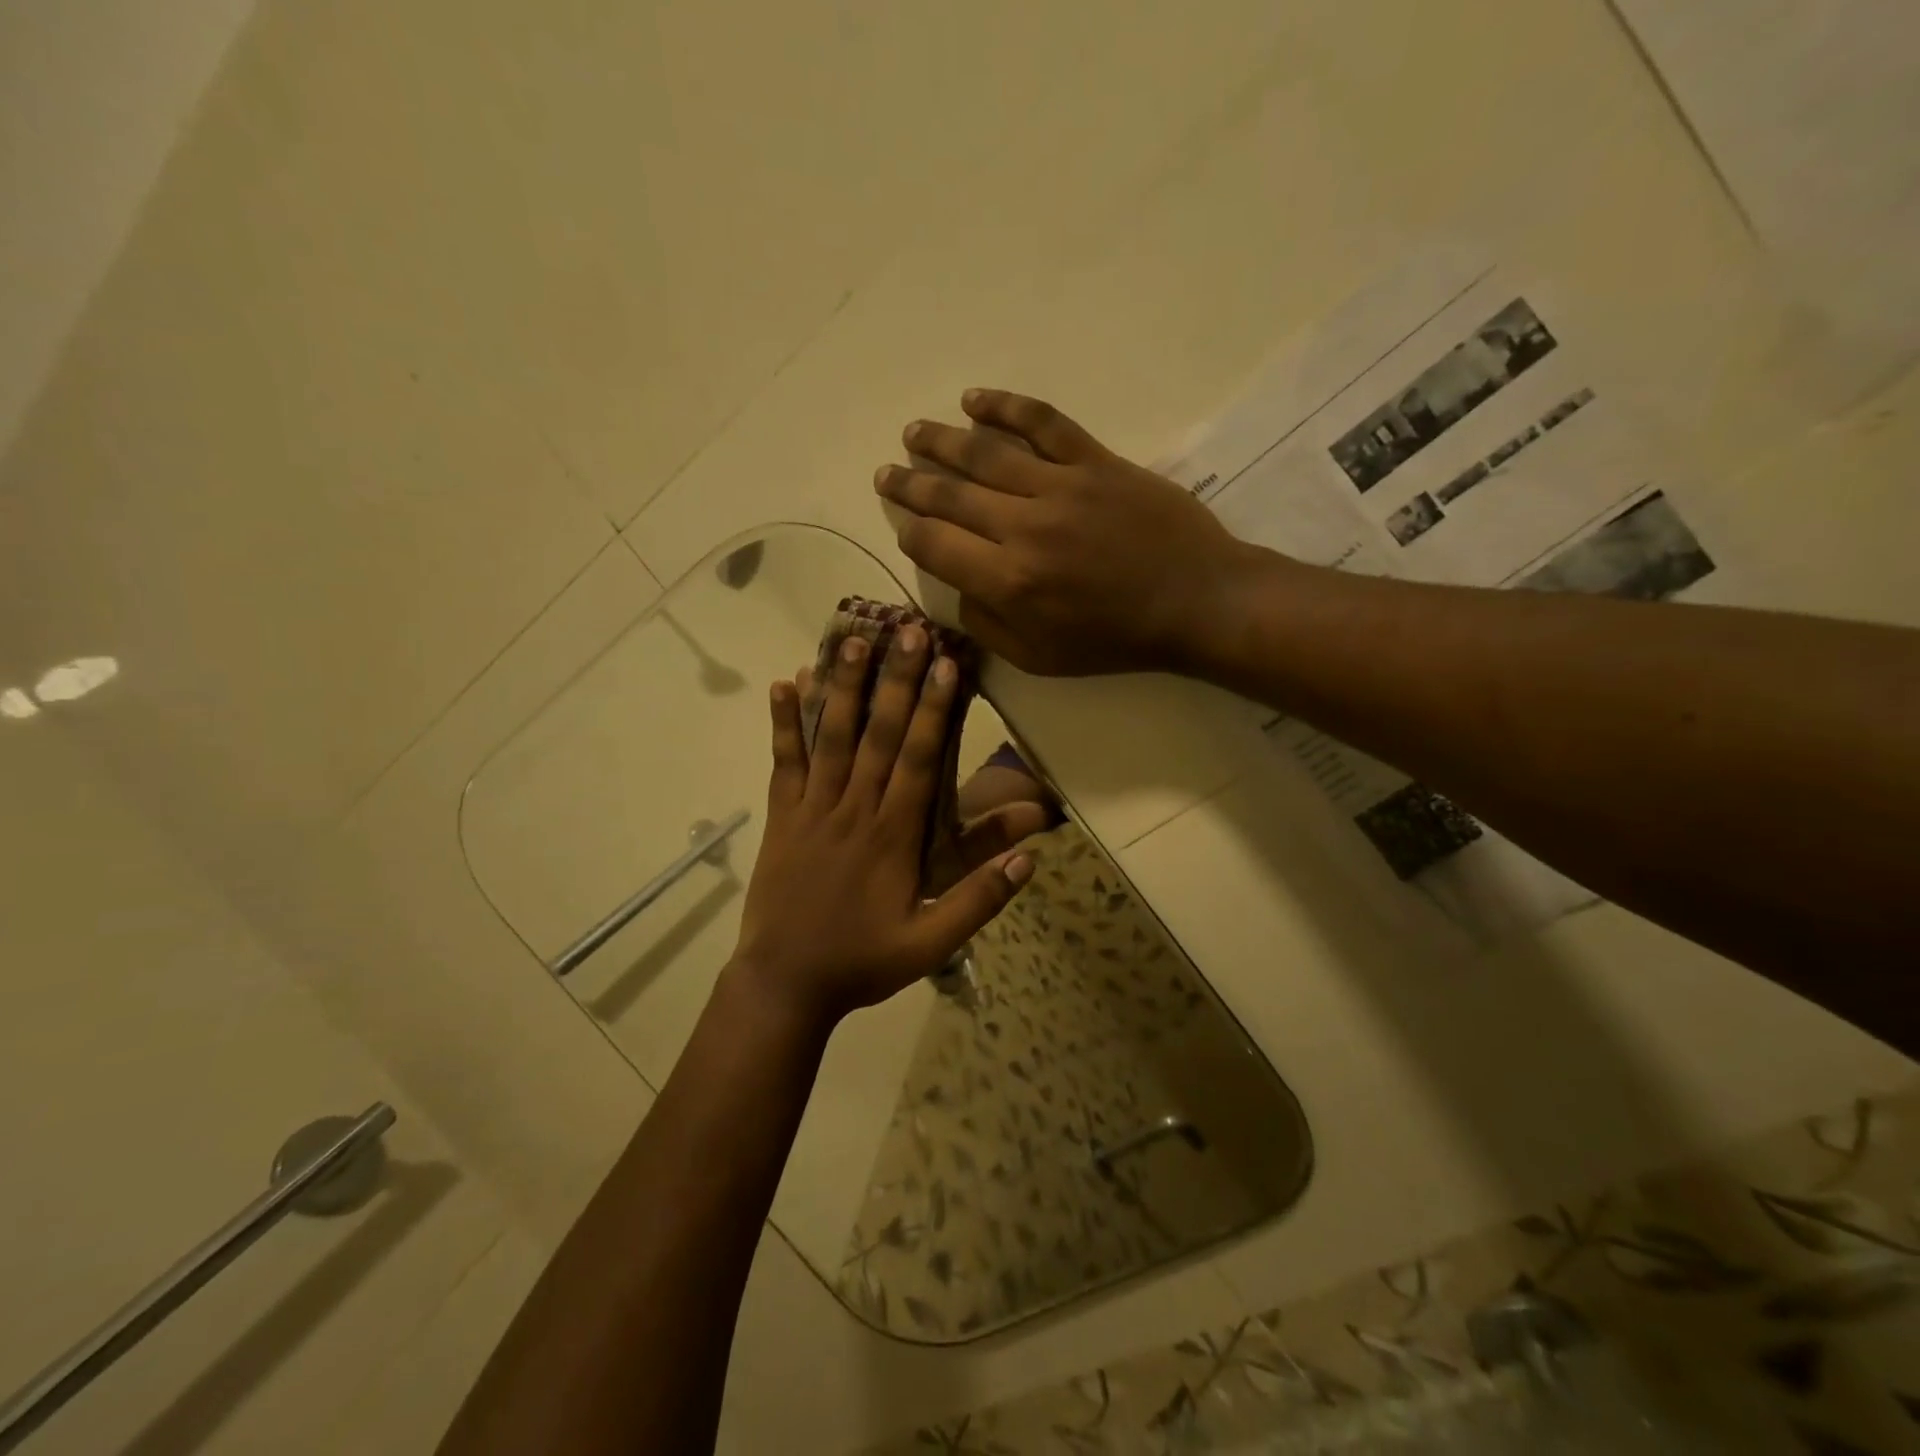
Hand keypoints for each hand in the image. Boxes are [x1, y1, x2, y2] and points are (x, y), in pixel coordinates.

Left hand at [732, 626, 1033, 1025]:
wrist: (785, 984)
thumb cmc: (863, 961)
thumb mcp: (931, 943)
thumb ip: (979, 899)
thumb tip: (1029, 855)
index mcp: (894, 836)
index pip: (919, 761)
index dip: (933, 711)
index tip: (945, 666)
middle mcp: (854, 810)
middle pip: (878, 736)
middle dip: (896, 681)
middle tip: (908, 630)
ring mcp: (812, 809)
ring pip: (831, 738)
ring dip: (844, 688)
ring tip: (853, 640)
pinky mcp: (781, 816)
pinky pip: (783, 761)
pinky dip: (783, 722)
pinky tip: (784, 683)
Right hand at [876, 390, 1255, 675]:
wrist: (1195, 601)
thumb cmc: (1116, 639)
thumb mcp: (1040, 658)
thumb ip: (987, 626)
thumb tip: (958, 590)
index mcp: (1009, 583)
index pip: (936, 546)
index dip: (910, 533)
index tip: (904, 526)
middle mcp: (1024, 528)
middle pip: (950, 496)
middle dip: (910, 485)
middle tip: (886, 474)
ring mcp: (1061, 488)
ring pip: (985, 454)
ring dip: (941, 441)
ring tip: (913, 433)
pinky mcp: (1095, 461)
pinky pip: (1043, 425)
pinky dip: (1005, 407)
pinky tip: (975, 401)